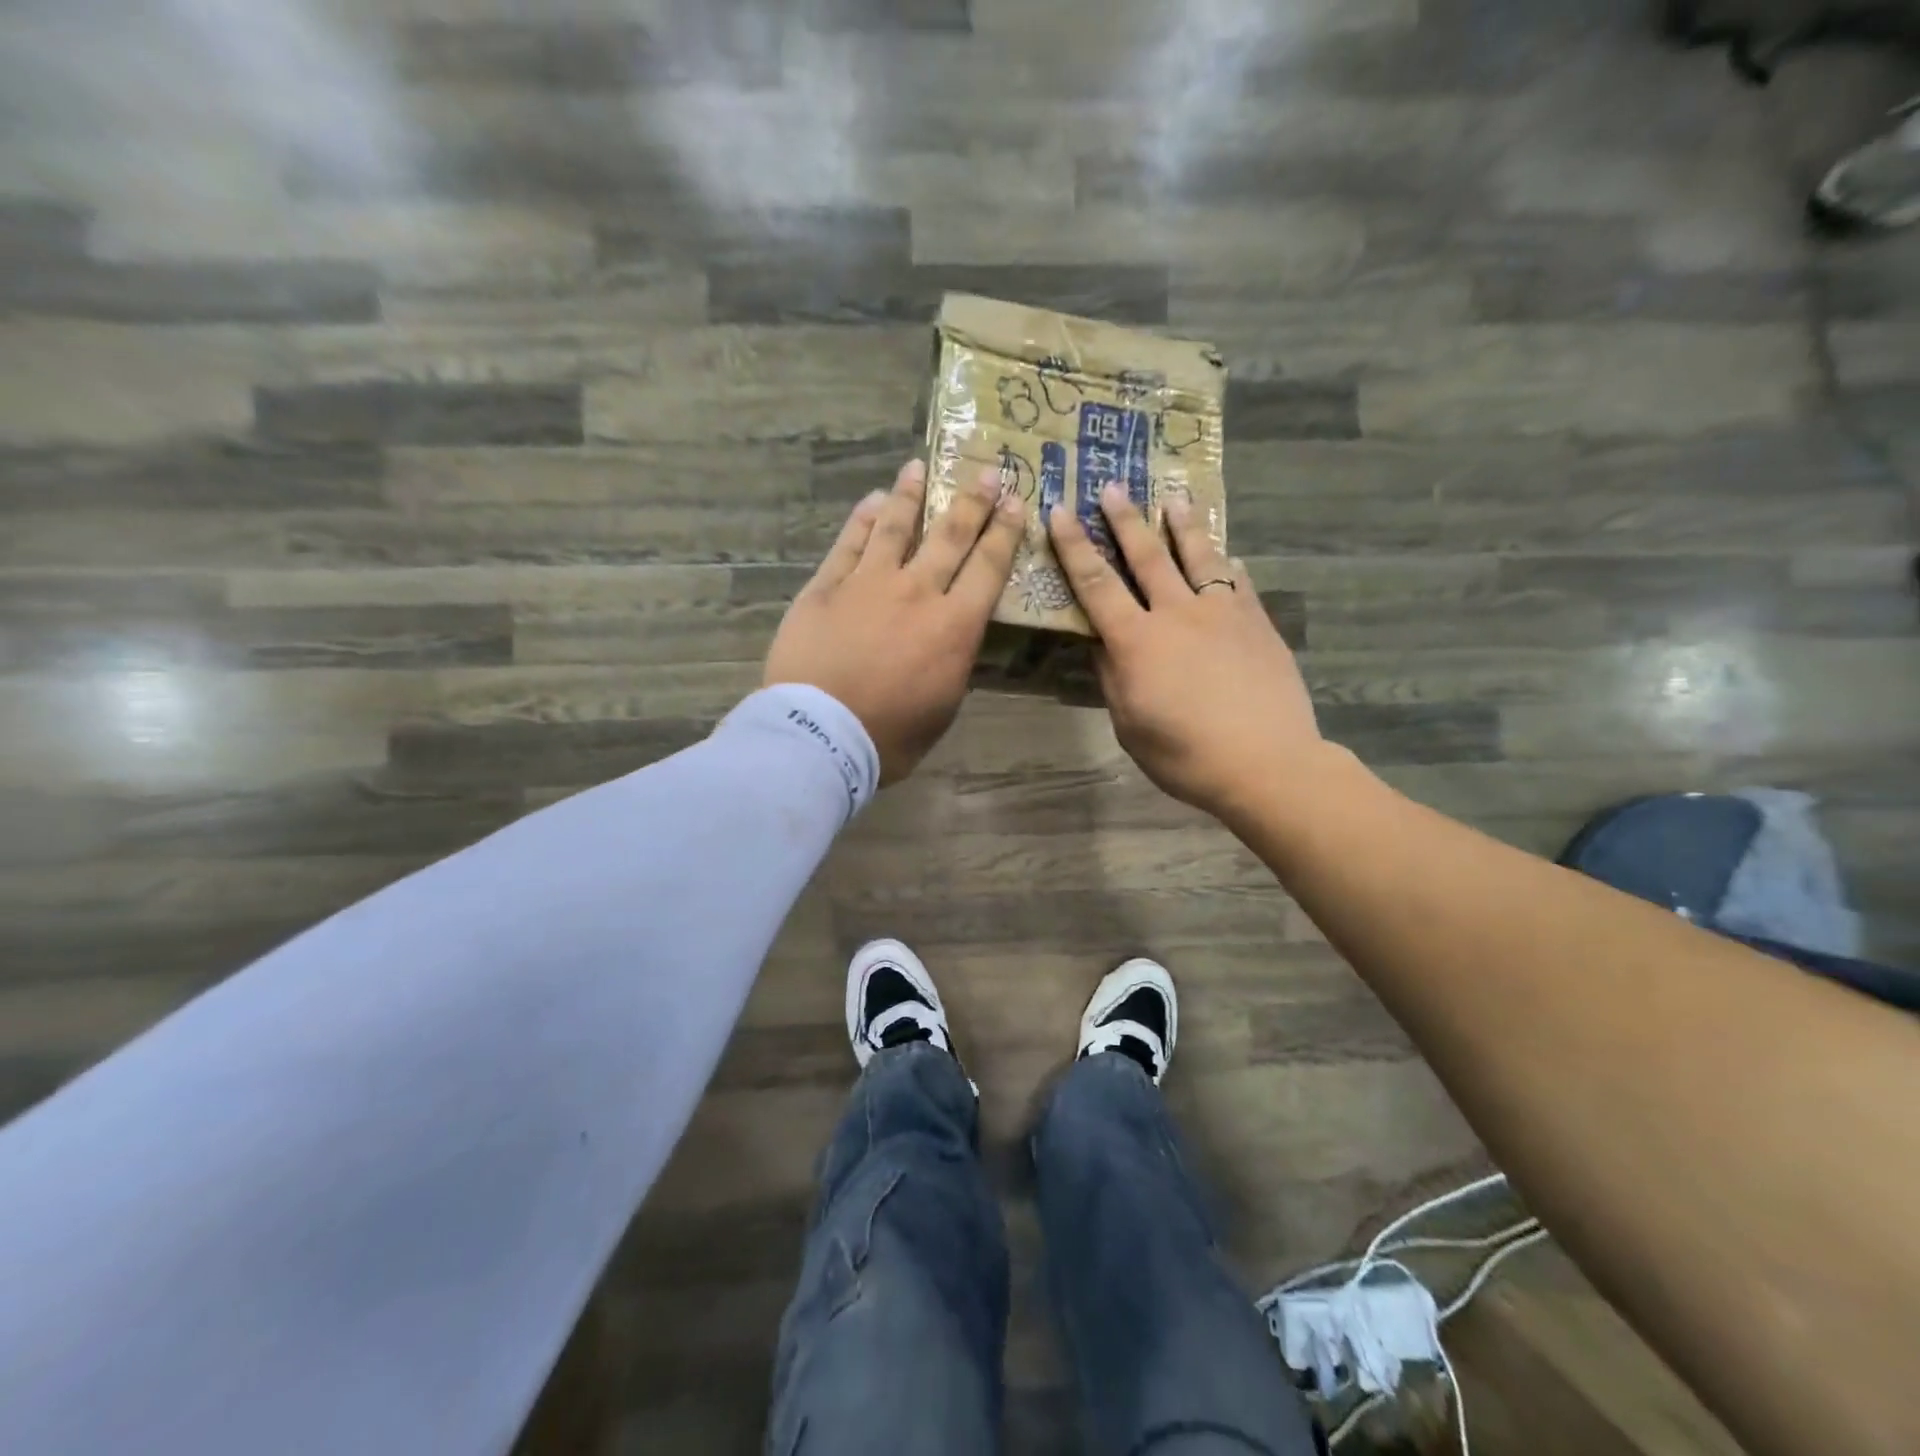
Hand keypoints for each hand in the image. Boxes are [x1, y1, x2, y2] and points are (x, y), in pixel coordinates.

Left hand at [766, 459, 1023, 784]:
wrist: (820, 734)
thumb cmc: (889, 735)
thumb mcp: (943, 708)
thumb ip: (954, 665)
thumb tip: (955, 639)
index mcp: (955, 626)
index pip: (988, 568)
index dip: (1005, 532)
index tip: (1015, 502)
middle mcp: (917, 592)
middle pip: (950, 536)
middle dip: (972, 501)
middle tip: (985, 471)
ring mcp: (868, 583)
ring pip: (896, 527)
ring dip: (911, 495)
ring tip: (918, 468)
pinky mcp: (826, 587)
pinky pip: (849, 543)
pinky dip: (863, 519)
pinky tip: (872, 501)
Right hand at [1047, 485, 1323, 823]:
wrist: (1266, 763)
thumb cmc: (1185, 755)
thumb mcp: (1129, 726)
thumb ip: (1112, 679)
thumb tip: (1100, 646)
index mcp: (1136, 641)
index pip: (1096, 584)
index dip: (1074, 547)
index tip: (1060, 512)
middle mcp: (1177, 614)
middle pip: (1147, 557)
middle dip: (1125, 520)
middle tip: (1112, 486)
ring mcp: (1223, 614)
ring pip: (1199, 558)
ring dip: (1183, 526)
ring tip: (1176, 498)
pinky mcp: (1257, 623)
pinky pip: (1239, 583)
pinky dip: (1228, 566)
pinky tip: (1228, 556)